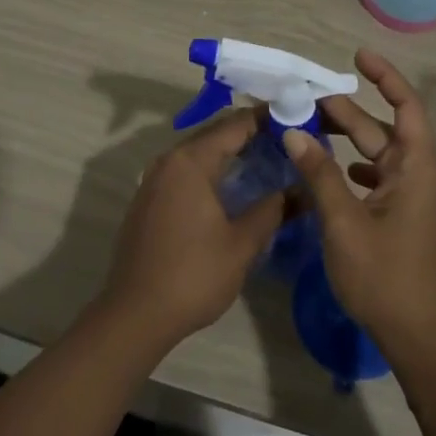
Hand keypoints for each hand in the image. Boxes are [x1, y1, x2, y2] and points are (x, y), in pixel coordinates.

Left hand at [100, 110, 284, 351]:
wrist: (134, 316)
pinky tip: (232, 188)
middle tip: (287, 142)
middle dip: (251, 135)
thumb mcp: (242, 244)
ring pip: (199, 153)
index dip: (267, 119)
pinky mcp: (148, 200)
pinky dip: (211, 170)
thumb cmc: (193, 275)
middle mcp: (169, 160)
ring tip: (266, 161)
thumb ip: (273, 210)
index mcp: (191, 161)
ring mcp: (154, 179)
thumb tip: (301, 190)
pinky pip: (186, 171)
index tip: (297, 120)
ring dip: (230, 153)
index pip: (235, 124)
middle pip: (215, 134)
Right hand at [283, 50, 435, 369]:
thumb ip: (320, 174)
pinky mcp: (400, 217)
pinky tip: (328, 169)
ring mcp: (409, 197)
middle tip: (305, 100)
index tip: (357, 55)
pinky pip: (374, 177)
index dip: (385, 75)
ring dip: (345, 139)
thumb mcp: (345, 223)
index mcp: (415, 167)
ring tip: (307, 128)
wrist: (420, 340)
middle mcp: (417, 174)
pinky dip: (350, 167)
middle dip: (346, 111)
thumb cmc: (386, 277)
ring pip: (375, 153)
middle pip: (381, 128)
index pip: (406, 105)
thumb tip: (294, 131)